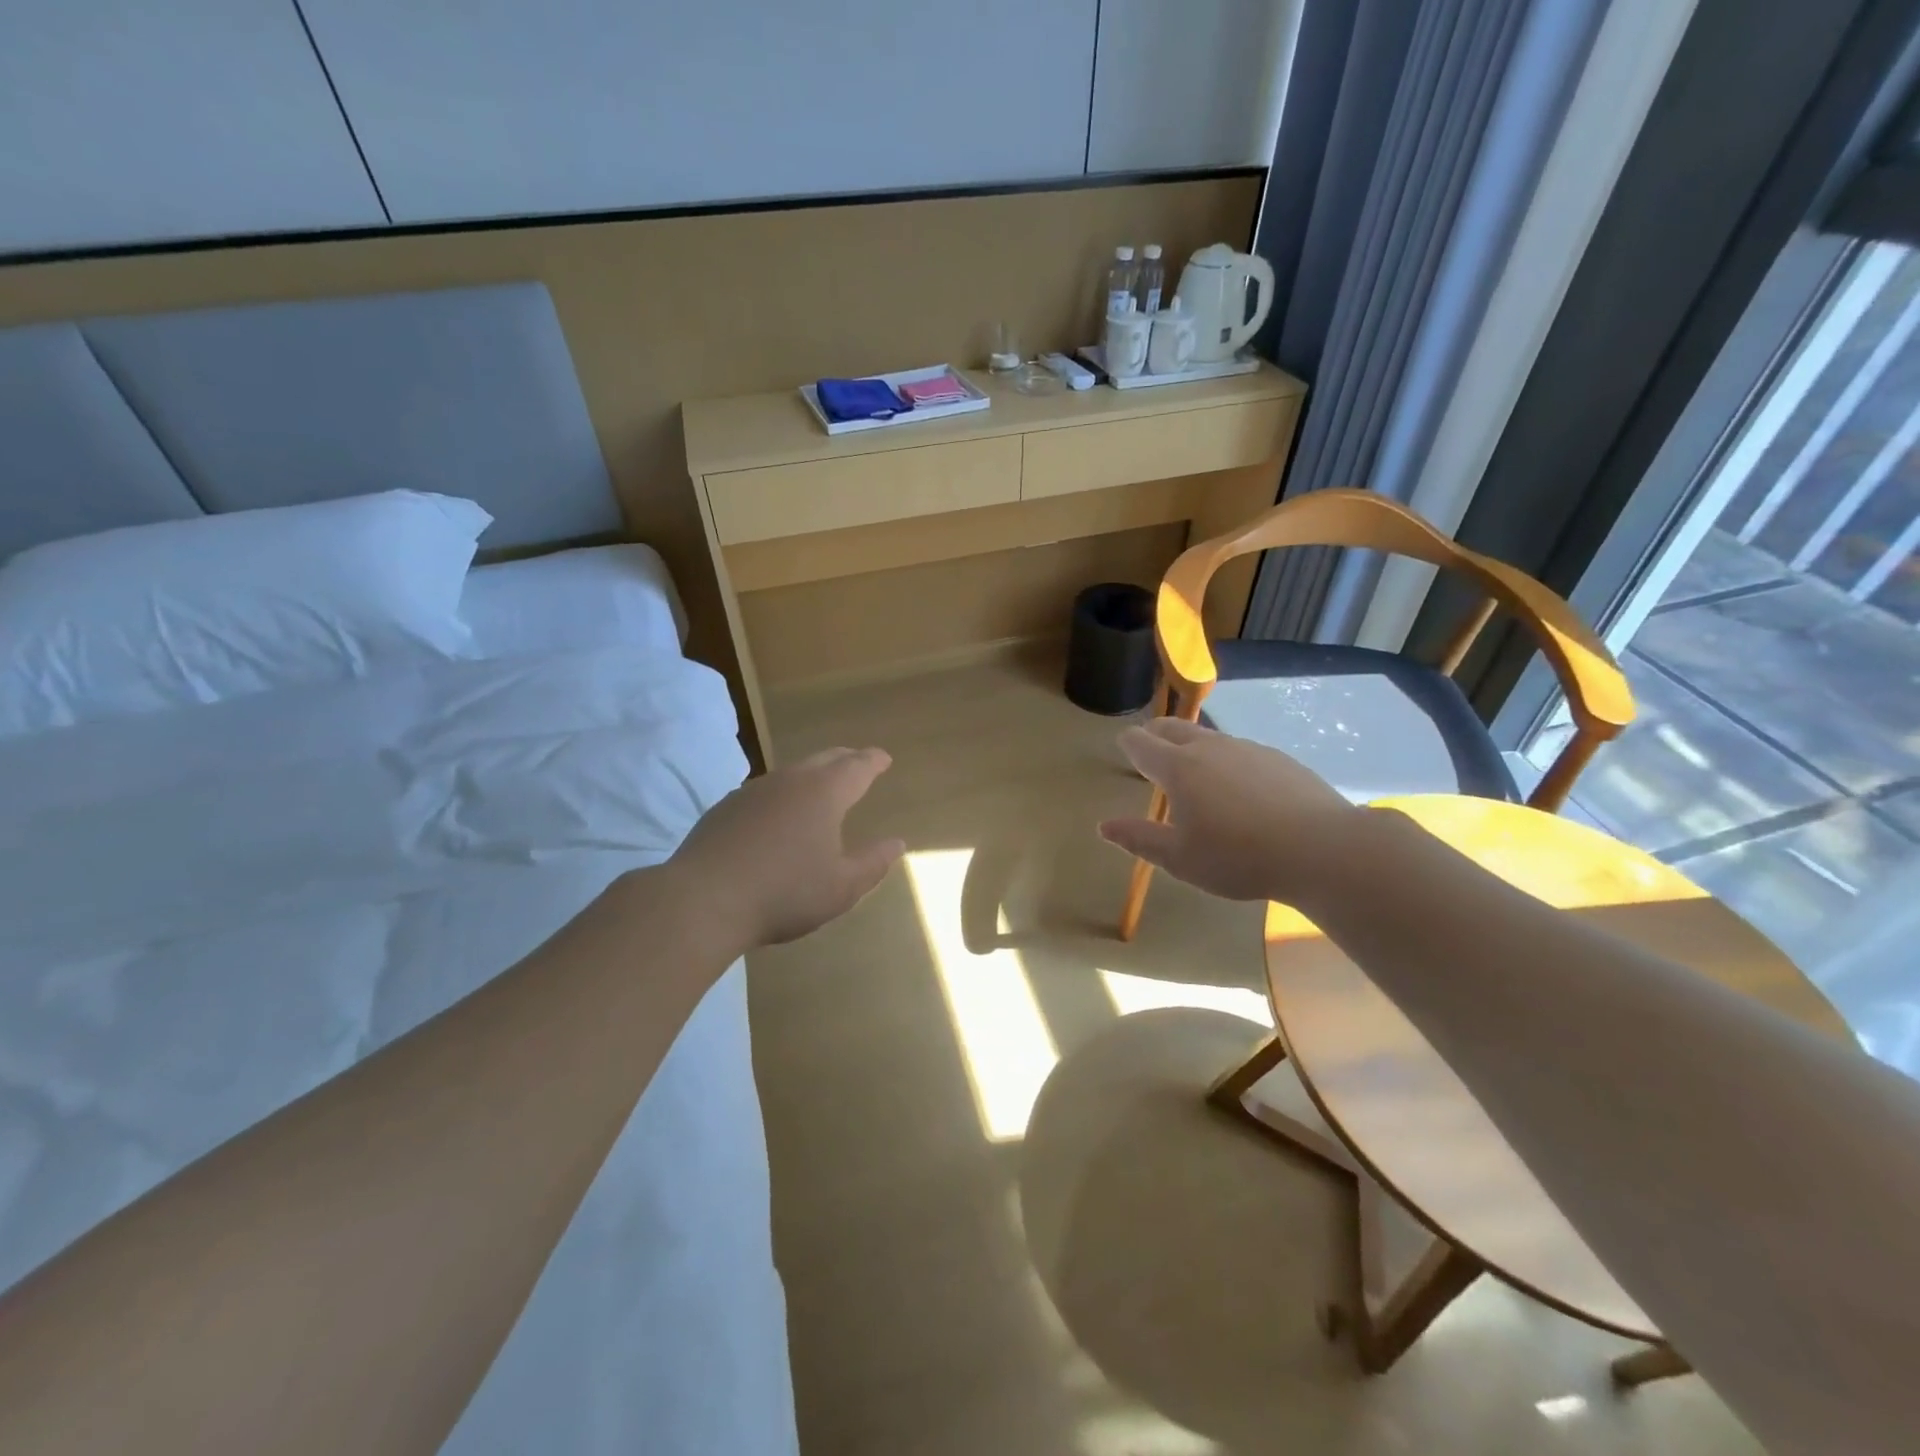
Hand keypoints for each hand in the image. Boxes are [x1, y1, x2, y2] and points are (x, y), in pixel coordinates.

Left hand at [668, 747, 905, 953]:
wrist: (703, 900)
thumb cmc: (784, 893)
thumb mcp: (842, 887)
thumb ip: (873, 863)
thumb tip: (896, 843)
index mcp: (824, 793)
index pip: (857, 767)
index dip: (873, 761)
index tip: (883, 758)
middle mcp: (790, 780)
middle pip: (824, 759)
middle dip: (845, 759)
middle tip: (857, 763)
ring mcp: (753, 791)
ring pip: (791, 773)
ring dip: (811, 776)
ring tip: (819, 790)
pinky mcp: (725, 808)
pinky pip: (764, 792)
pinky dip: (781, 796)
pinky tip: (776, 817)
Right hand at [1098, 718, 1357, 904]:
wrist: (1322, 849)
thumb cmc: (1238, 857)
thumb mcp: (1180, 858)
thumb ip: (1139, 838)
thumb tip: (1104, 826)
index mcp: (1178, 768)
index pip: (1142, 743)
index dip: (1129, 743)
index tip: (1124, 746)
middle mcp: (1209, 748)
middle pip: (1173, 728)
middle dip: (1156, 733)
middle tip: (1150, 745)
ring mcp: (1248, 749)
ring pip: (1209, 737)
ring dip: (1193, 746)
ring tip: (1195, 768)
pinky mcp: (1279, 759)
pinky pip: (1241, 752)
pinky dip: (1228, 761)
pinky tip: (1240, 787)